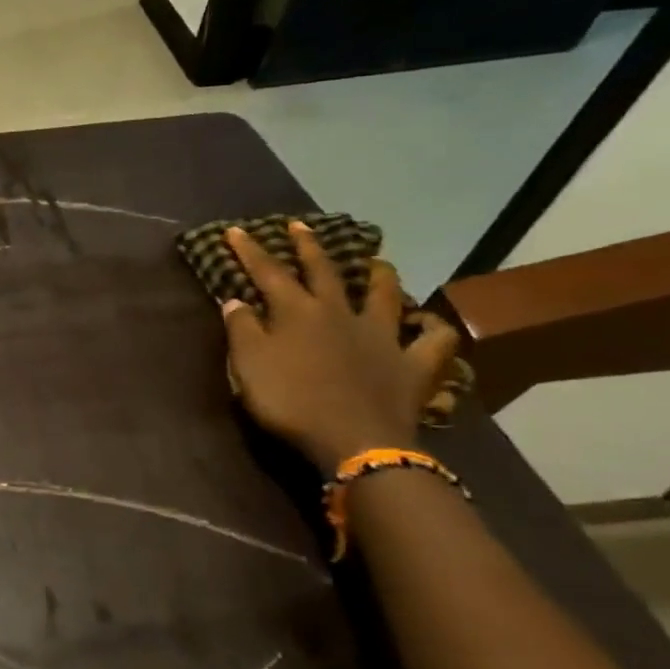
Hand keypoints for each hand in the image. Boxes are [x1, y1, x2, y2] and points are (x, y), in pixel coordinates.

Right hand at [220, 223, 461, 472]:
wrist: (355, 442)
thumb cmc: (291, 402)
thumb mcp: (249, 366)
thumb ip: (242, 330)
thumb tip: (235, 300)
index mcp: (297, 312)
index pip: (268, 272)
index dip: (250, 250)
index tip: (235, 230)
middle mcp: (340, 313)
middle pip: (324, 272)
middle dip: (308, 247)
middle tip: (300, 226)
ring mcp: (382, 337)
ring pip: (385, 295)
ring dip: (380, 275)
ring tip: (378, 262)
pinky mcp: (413, 365)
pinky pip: (434, 342)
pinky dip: (434, 329)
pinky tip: (430, 323)